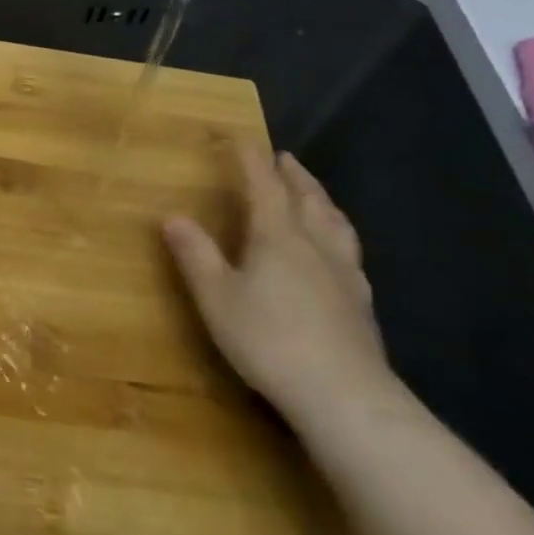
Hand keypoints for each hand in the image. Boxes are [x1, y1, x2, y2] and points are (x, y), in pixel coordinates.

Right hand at [164, 143, 399, 435]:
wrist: (346, 397)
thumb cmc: (270, 340)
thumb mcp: (217, 298)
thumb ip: (195, 255)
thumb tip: (172, 216)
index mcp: (278, 235)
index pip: (263, 184)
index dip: (251, 159)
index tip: (242, 137)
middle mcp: (315, 244)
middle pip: (307, 198)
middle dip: (293, 175)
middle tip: (284, 158)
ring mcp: (345, 274)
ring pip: (335, 223)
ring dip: (322, 200)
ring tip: (315, 194)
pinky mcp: (361, 304)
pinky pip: (349, 252)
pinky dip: (339, 235)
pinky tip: (338, 252)